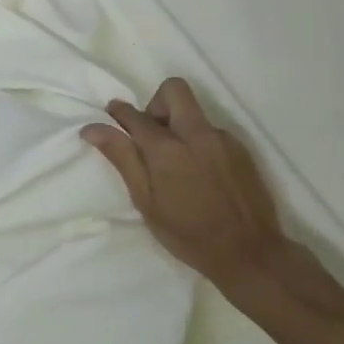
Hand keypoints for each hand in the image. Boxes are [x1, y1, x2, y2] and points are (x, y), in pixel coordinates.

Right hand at [81, 78, 295, 296]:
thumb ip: (122, 158)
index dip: (118, 113)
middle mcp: (196, 133)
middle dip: (155, 103)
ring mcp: (222, 138)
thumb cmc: (188, 233)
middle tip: (150, 134)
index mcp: (167, 148)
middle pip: (173, 89)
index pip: (134, 114)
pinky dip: (198, 142)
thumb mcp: (146, 201)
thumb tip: (92, 128)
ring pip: (193, 112)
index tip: (111, 117)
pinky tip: (200, 174)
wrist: (250, 253)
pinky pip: (211, 131)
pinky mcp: (241, 149)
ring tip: (177, 162)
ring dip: (178, 125)